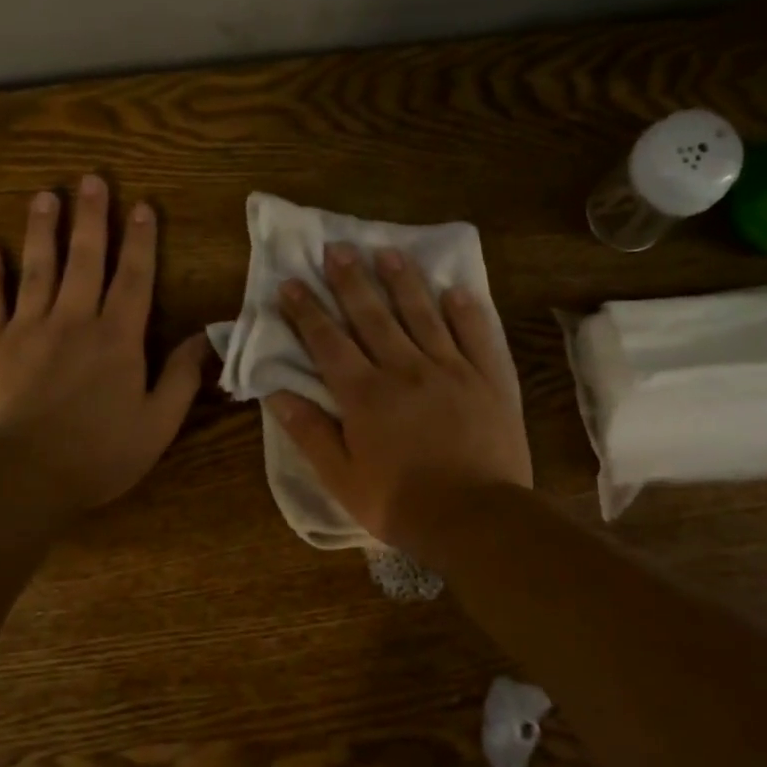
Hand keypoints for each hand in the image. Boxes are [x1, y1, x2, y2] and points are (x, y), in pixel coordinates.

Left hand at [0, 174, 209, 520]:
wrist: (23, 477)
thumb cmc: (100, 454)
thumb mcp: (159, 423)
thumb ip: (182, 377)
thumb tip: (206, 337)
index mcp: (118, 338)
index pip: (134, 279)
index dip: (141, 241)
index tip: (142, 206)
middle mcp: (73, 321)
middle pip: (85, 259)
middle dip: (91, 218)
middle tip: (91, 179)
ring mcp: (26, 329)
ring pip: (37, 269)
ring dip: (42, 231)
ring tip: (45, 196)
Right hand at [269, 243, 531, 553]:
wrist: (475, 517)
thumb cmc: (401, 503)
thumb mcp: (342, 478)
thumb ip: (311, 433)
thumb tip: (277, 394)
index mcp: (365, 395)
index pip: (328, 342)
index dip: (307, 311)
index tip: (291, 282)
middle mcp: (405, 369)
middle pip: (373, 316)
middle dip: (351, 281)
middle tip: (337, 248)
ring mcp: (451, 369)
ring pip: (422, 314)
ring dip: (403, 281)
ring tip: (387, 252)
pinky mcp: (489, 379)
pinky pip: (476, 334)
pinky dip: (465, 310)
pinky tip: (455, 289)